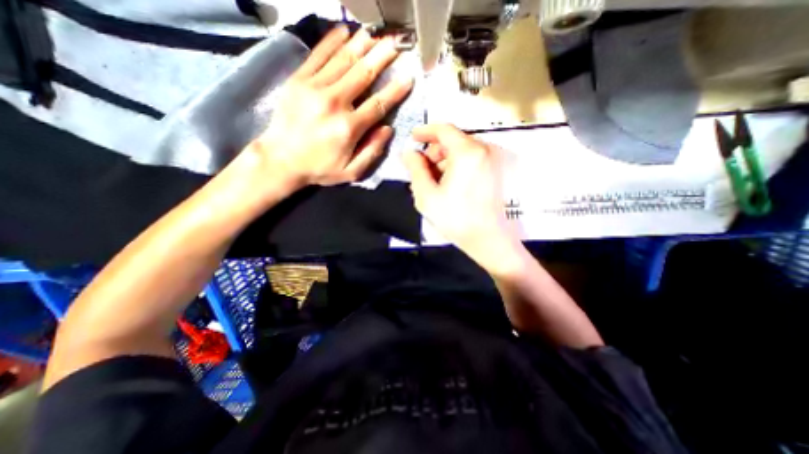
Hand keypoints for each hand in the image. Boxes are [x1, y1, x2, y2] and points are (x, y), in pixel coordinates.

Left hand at [247, 24, 411, 190]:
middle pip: (363, 74)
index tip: (408, 77)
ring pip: (343, 60)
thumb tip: (388, 129)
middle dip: (381, 57)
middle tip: (395, 43)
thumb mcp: (351, 171)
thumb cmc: (319, 168)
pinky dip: (331, 41)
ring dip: (361, 45)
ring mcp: (314, 88)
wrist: (280, 160)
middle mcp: (334, 103)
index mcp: (348, 127)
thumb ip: (372, 152)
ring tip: (375, 34)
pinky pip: (318, 56)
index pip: (378, 104)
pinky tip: (344, 31)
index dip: (395, 91)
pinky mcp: (298, 80)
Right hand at [401, 124, 521, 271]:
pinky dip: (456, 167)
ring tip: (433, 181)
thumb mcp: (427, 195)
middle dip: (434, 152)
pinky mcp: (495, 171)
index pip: (444, 129)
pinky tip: (448, 184)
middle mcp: (484, 150)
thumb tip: (409, 152)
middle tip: (421, 170)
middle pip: (453, 141)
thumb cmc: (455, 218)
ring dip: (444, 161)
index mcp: (467, 152)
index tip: (413, 138)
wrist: (488, 240)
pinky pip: (471, 161)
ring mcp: (493, 160)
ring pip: (462, 151)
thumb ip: (415, 169)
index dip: (425, 131)